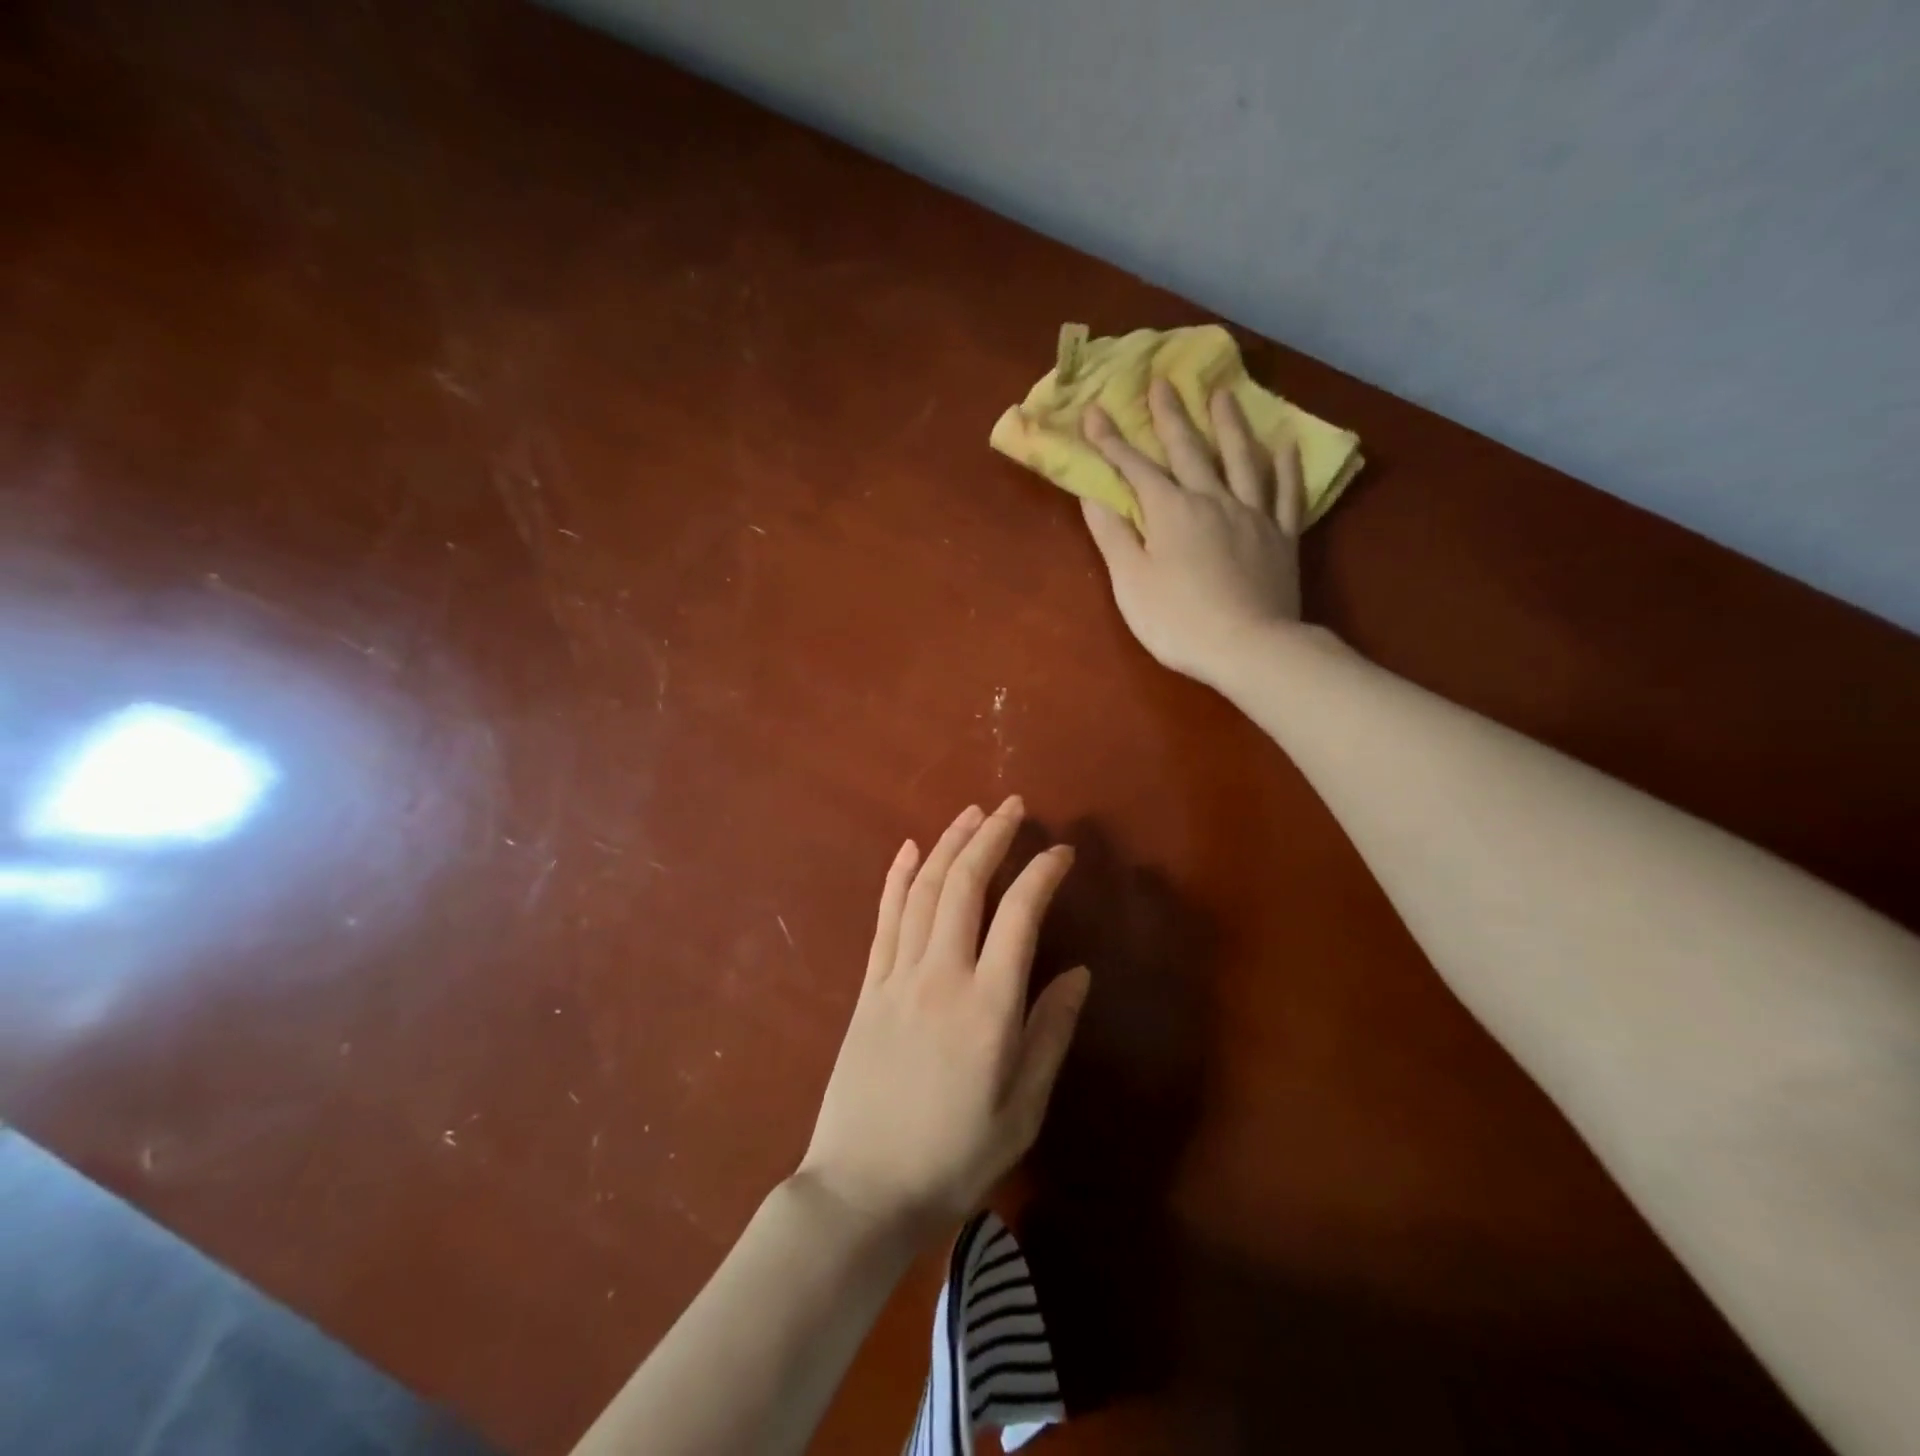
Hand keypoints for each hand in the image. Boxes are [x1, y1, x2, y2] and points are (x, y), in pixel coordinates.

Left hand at [797, 797, 1089, 1240]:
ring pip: (923, 890)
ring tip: (972, 813)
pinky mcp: (867, 987)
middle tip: (1013, 806)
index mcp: (988, 1007)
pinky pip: (883, 919)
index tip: (1062, 852)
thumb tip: (1079, 973)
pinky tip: (910, 849)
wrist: (861, 1190)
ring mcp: (896, 976)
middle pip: (965, 885)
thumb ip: (1050, 1035)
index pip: (1020, 916)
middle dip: (992, 837)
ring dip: (949, 844)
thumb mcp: (1022, 1110)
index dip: (1043, 874)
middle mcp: (941, 976)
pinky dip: (897, 878)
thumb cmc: (953, 1159)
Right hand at [1080, 378, 1305, 685]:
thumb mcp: (1131, 582)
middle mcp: (1212, 500)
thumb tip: (1093, 494)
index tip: (1095, 410)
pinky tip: (1286, 445)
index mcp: (1171, 511)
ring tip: (1224, 393)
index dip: (1111, 441)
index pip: (1135, 468)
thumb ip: (1113, 535)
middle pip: (1189, 450)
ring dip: (1230, 424)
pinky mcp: (1282, 537)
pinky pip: (1286, 493)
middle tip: (1163, 381)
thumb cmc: (1178, 620)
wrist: (1249, 647)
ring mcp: (1253, 515)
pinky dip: (1286, 467)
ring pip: (1241, 459)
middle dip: (1171, 415)